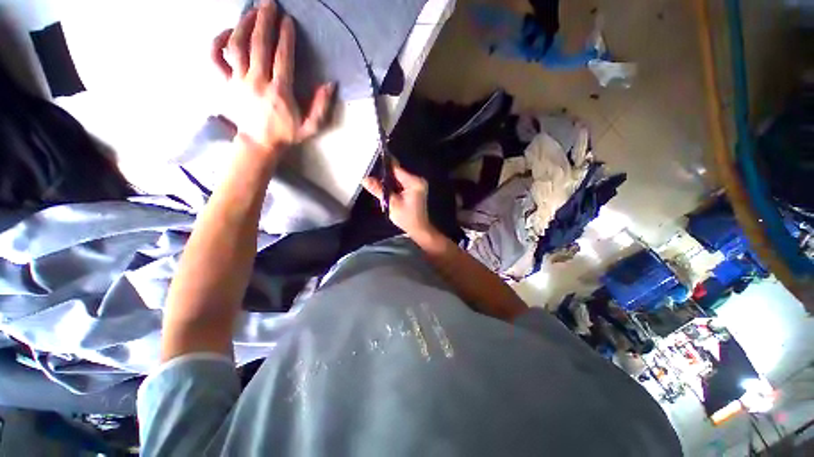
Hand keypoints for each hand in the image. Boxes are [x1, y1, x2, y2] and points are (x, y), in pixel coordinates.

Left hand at [211, 0, 334, 155]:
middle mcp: (257, 82)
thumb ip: (321, 107)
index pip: (282, 58)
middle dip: (264, 21)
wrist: (259, 144)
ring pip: (237, 46)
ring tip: (252, 11)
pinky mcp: (225, 83)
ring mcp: (238, 81)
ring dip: (243, 24)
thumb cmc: (286, 134)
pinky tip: (227, 32)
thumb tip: (330, 84)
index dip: (286, 37)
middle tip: (269, 3)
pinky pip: (215, 58)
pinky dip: (218, 42)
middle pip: (259, 45)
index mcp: (279, 92)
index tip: (288, 21)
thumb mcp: (310, 127)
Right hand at [362, 165, 434, 238]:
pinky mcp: (414, 189)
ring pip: (397, 178)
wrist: (419, 229)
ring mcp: (416, 184)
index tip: (370, 165)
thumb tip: (364, 179)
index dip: (383, 167)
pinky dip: (393, 187)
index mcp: (414, 182)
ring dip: (388, 183)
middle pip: (397, 173)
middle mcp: (417, 180)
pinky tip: (386, 191)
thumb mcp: (391, 204)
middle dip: (384, 177)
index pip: (396, 169)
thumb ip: (378, 190)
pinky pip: (400, 184)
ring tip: (376, 186)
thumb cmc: (407, 218)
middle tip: (371, 179)